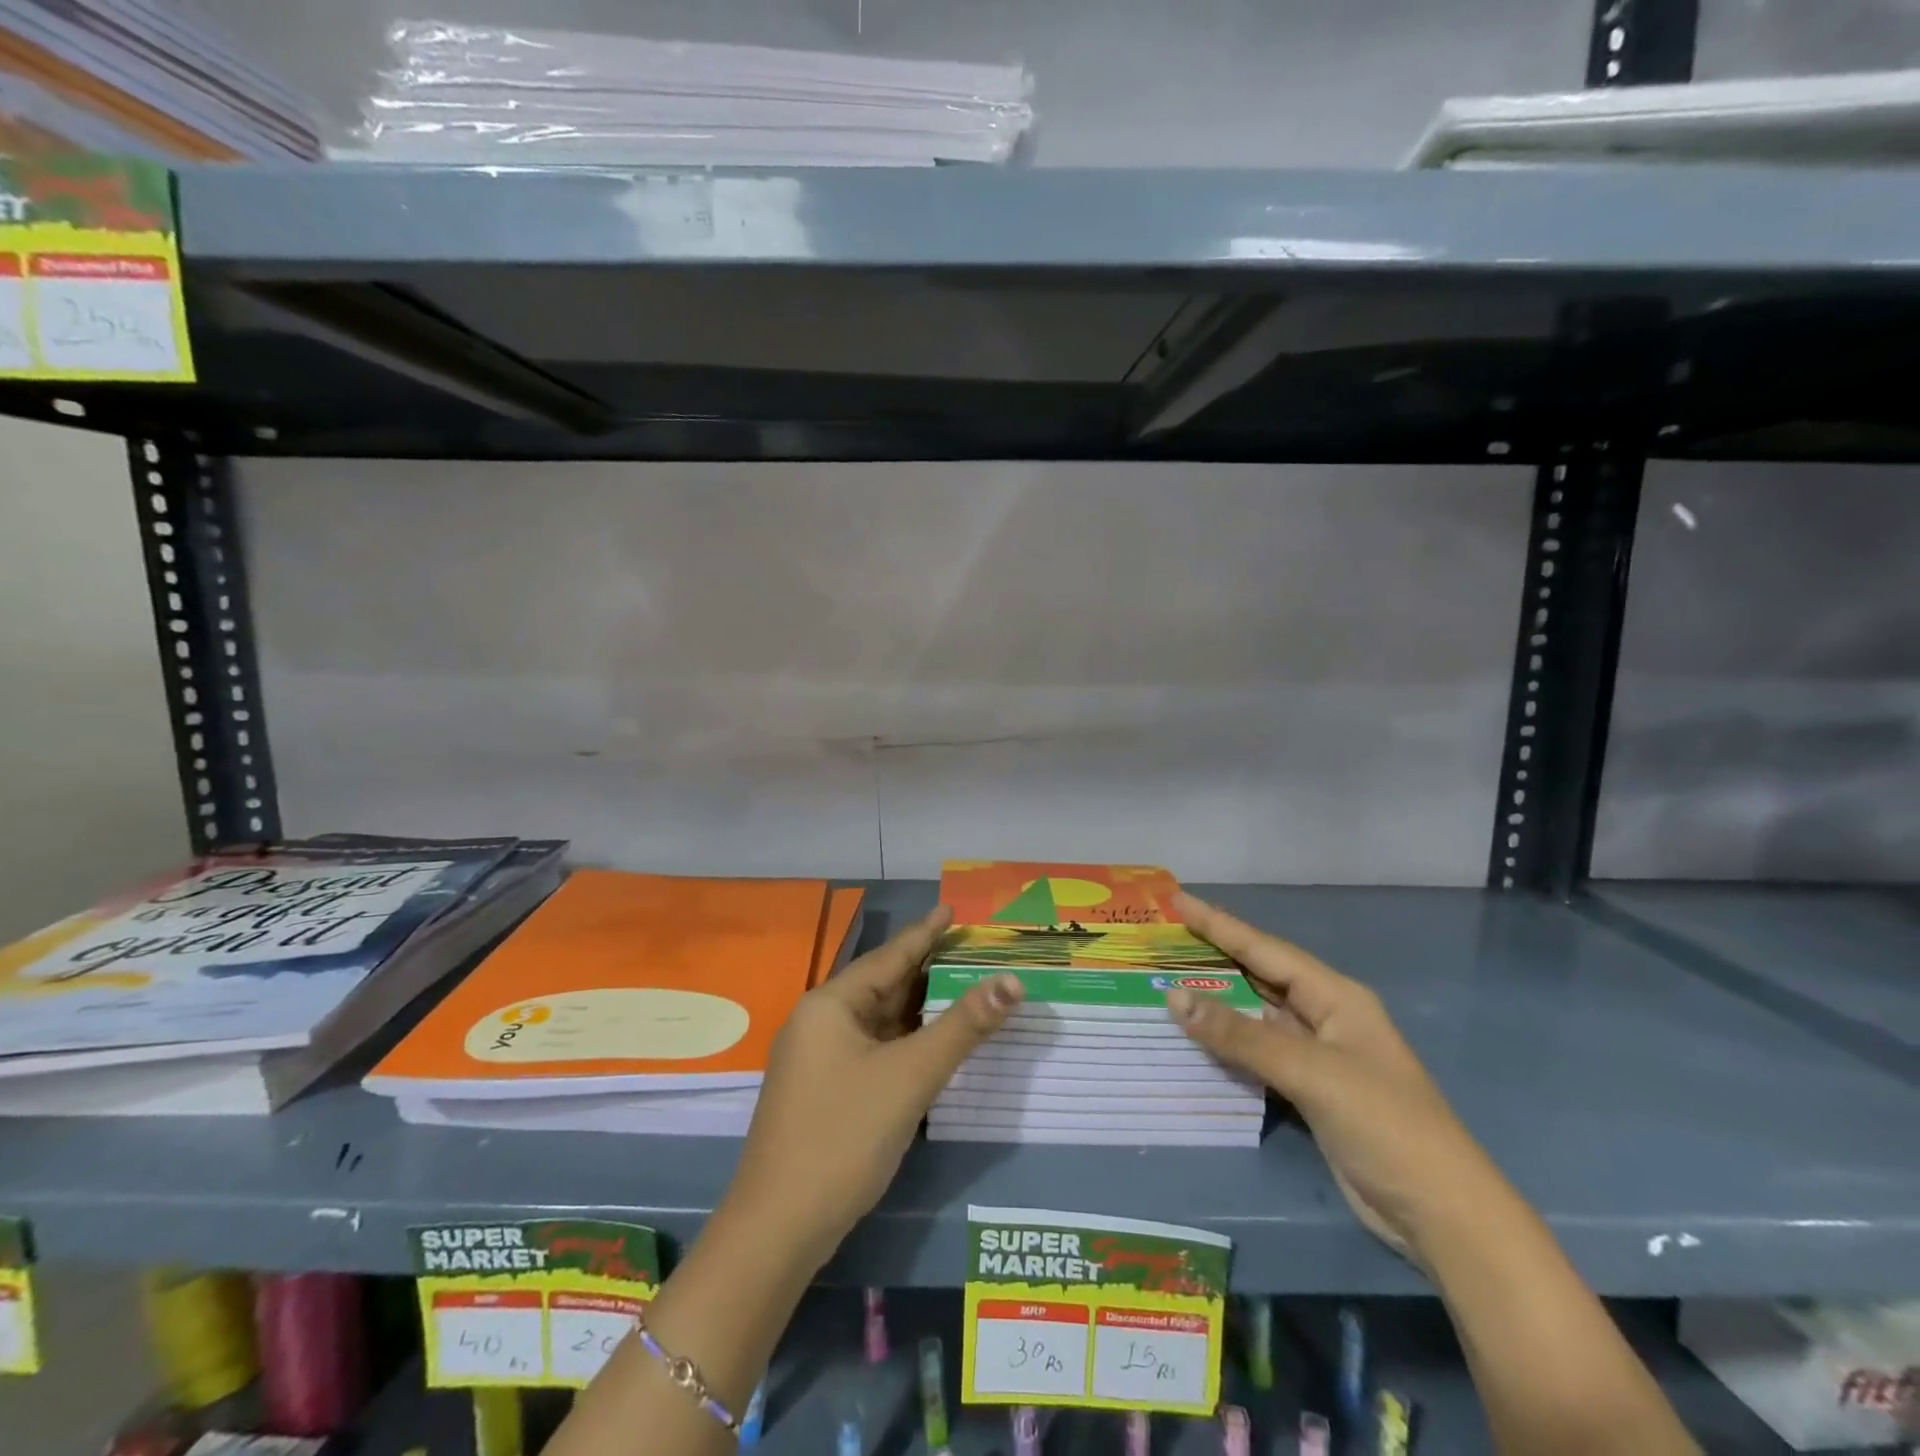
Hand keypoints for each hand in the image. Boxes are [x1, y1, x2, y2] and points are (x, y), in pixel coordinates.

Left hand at [723, 906, 1022, 1269]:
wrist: (778, 1229)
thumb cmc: (843, 1136)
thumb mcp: (910, 1075)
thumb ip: (963, 1027)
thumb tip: (1012, 982)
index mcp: (831, 1004)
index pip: (889, 956)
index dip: (926, 933)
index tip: (952, 910)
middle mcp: (820, 1022)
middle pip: (883, 985)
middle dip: (928, 969)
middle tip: (971, 949)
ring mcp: (819, 1059)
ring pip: (879, 1020)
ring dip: (919, 1008)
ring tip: (961, 986)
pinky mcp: (824, 1091)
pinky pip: (873, 1049)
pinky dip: (905, 1040)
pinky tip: (931, 1041)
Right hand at [1164, 893, 1501, 1262]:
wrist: (1441, 1214)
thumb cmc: (1384, 1124)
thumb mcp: (1310, 1072)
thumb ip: (1240, 1036)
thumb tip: (1173, 997)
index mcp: (1336, 996)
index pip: (1264, 949)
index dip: (1219, 924)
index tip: (1177, 901)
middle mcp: (1325, 1016)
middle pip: (1259, 976)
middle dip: (1213, 956)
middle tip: (1164, 940)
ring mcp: (1317, 1055)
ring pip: (1255, 1016)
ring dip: (1216, 1001)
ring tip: (1167, 980)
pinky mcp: (1309, 1090)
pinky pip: (1257, 1053)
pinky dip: (1226, 1044)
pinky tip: (1196, 1037)